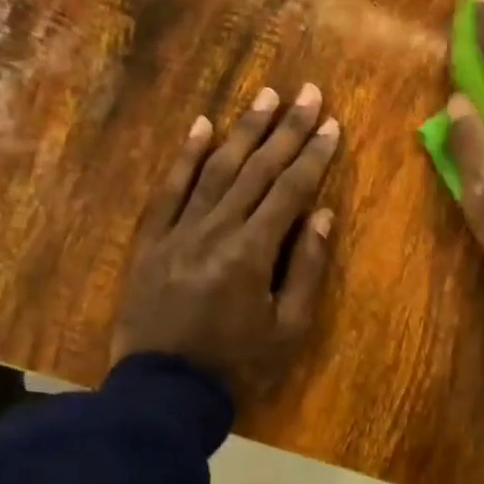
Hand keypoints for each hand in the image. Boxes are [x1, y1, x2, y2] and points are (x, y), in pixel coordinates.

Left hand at [113, 84, 339, 406]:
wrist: (163, 390)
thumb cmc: (237, 364)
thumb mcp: (288, 329)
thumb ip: (306, 269)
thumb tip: (321, 214)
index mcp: (252, 251)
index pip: (290, 190)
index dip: (313, 154)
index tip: (332, 122)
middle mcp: (215, 229)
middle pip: (256, 169)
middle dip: (286, 129)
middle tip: (308, 93)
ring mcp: (178, 231)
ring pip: (215, 169)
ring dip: (242, 130)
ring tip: (265, 96)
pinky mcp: (151, 240)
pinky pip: (168, 190)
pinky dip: (186, 156)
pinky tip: (202, 126)